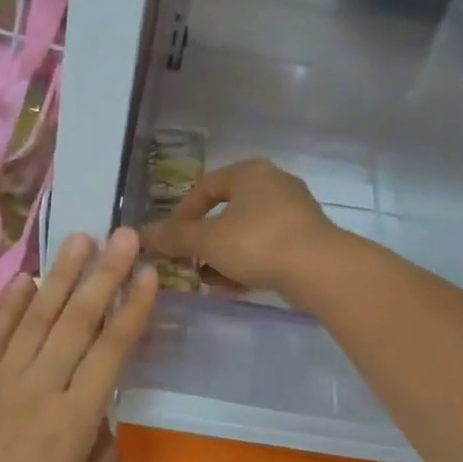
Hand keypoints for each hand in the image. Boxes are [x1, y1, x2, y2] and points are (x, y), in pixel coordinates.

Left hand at [0, 230, 158, 461]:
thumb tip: (100, 412)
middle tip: (123, 235)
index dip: (133, 309)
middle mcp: (38, 389)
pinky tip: (25, 280)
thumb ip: (103, 450)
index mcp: (74, 421)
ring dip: (61, 276)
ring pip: (34, 317)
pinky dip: (7, 304)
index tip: (149, 274)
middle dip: (104, 275)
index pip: (111, 350)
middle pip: (77, 321)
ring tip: (80, 240)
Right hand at [139, 158, 343, 297]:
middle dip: (203, 240)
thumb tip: (142, 233)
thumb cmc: (258, 242)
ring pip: (246, 233)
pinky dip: (246, 265)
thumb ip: (175, 237)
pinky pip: (266, 249)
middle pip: (227, 211)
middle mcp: (274, 186)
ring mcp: (294, 214)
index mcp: (250, 173)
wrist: (319, 269)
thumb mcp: (207, 240)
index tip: (170, 238)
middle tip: (187, 261)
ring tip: (206, 279)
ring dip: (223, 256)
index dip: (183, 213)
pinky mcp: (306, 241)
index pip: (206, 186)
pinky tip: (232, 288)